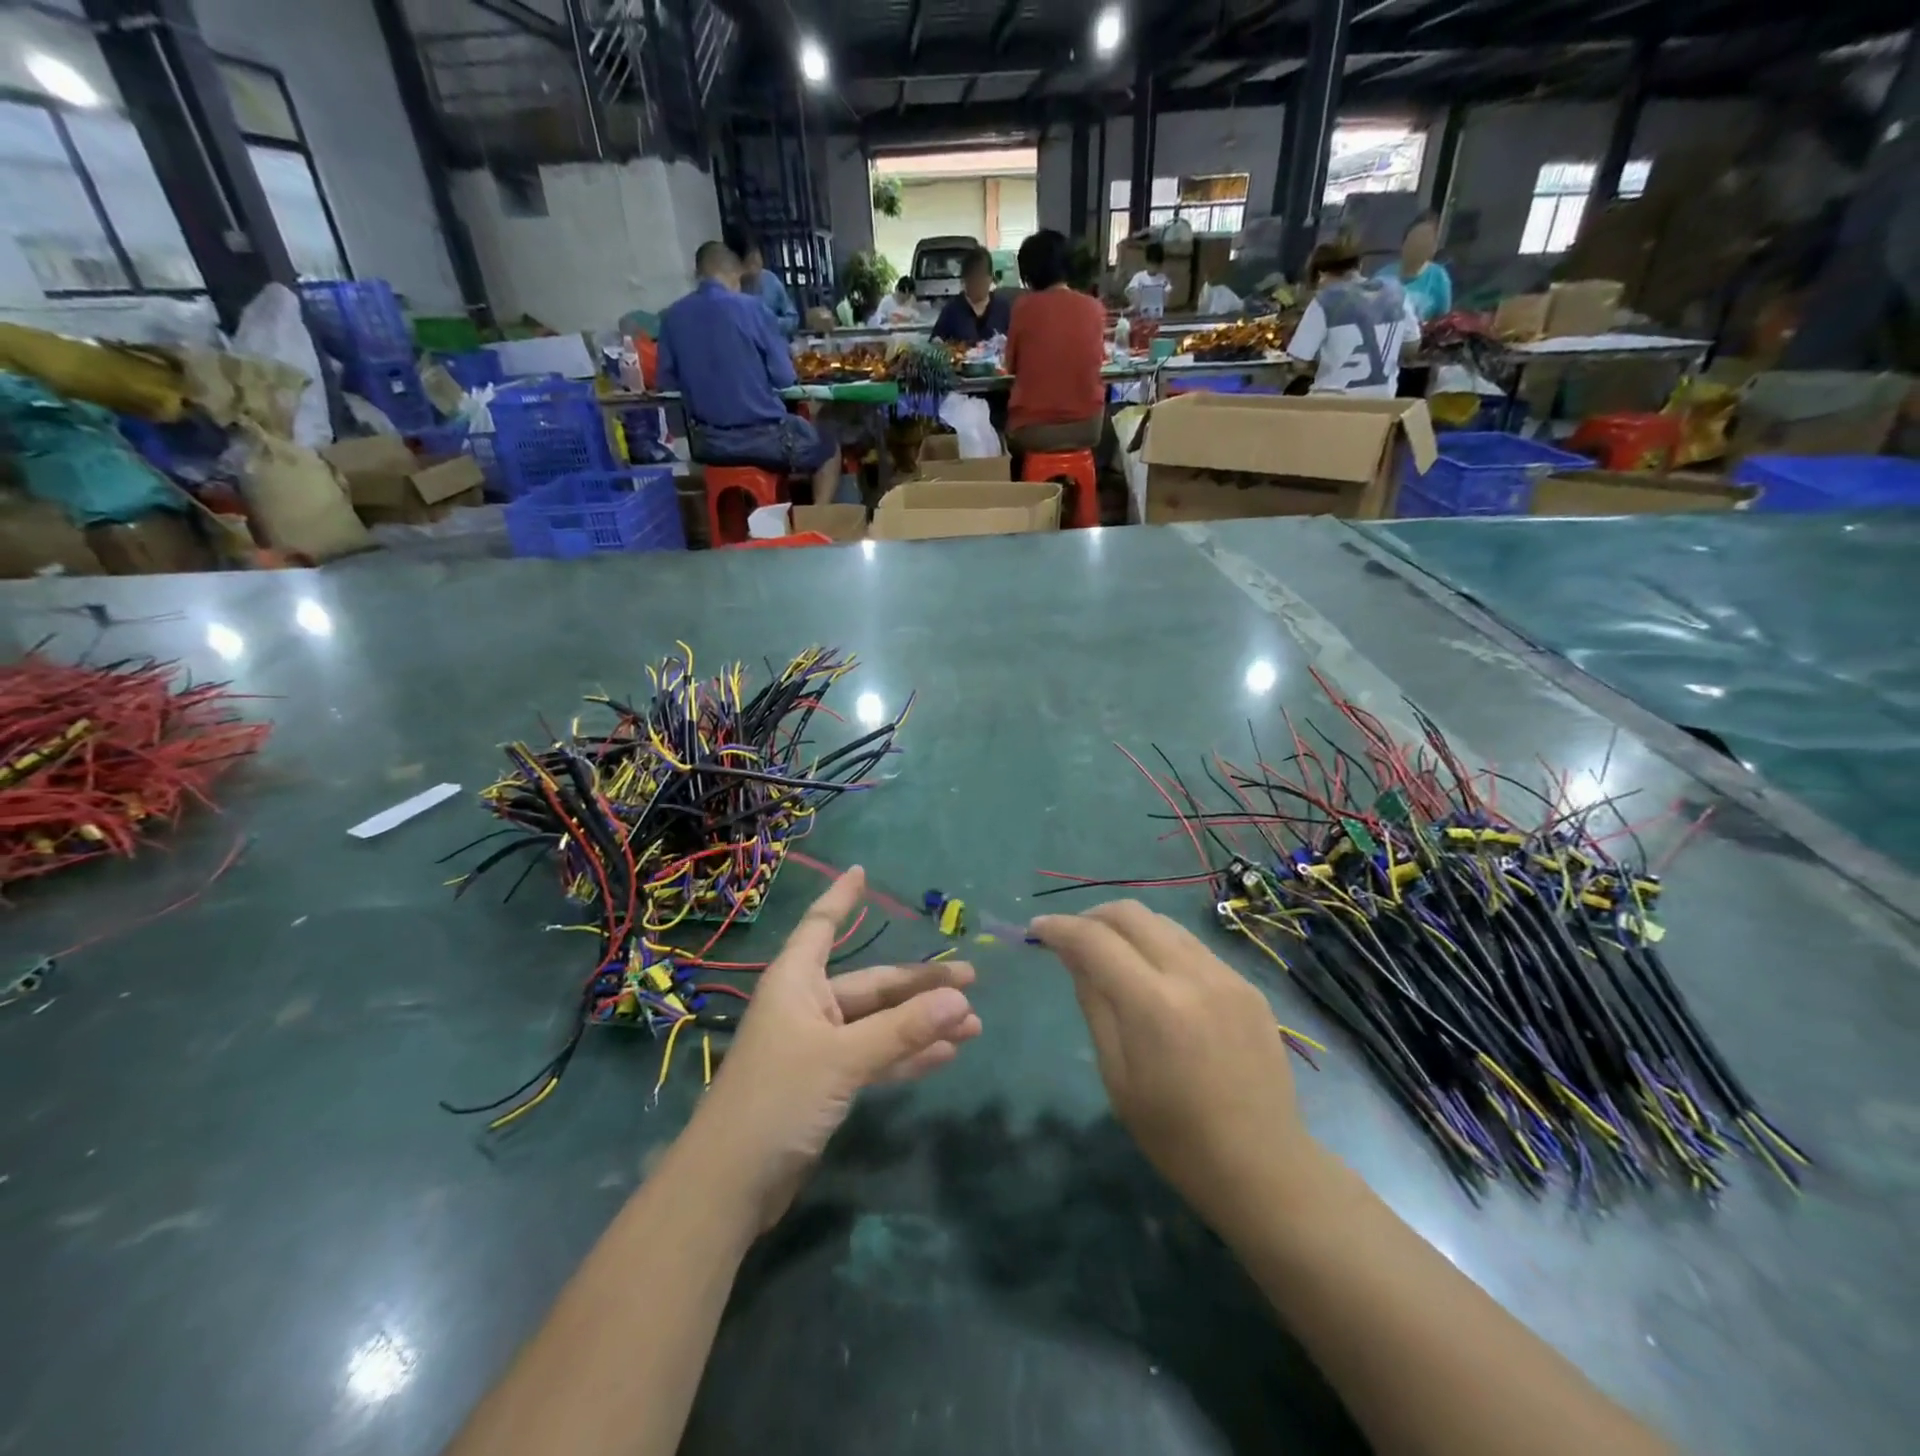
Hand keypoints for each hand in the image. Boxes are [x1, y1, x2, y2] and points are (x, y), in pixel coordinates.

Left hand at [688, 867, 981, 1229]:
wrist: (730, 1186)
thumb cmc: (777, 1100)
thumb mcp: (843, 1059)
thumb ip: (902, 1030)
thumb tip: (960, 998)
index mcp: (796, 982)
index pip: (822, 926)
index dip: (841, 899)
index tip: (862, 873)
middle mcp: (808, 1006)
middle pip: (871, 984)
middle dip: (919, 984)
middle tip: (971, 980)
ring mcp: (818, 1047)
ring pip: (879, 1023)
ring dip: (921, 1023)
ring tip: (972, 1024)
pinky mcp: (826, 1083)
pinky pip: (875, 1057)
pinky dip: (907, 1056)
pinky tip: (945, 1056)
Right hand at [1030, 901, 1311, 1230]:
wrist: (1262, 1166)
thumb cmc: (1175, 1135)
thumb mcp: (1117, 1075)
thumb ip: (1094, 1003)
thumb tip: (1072, 955)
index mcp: (1153, 1005)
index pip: (1095, 939)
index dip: (1059, 927)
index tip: (1037, 930)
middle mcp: (1192, 975)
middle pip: (1131, 913)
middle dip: (1092, 916)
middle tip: (1072, 937)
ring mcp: (1226, 975)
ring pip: (1164, 923)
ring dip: (1129, 927)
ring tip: (1111, 952)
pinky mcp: (1248, 985)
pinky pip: (1193, 946)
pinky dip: (1162, 947)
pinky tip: (1156, 977)